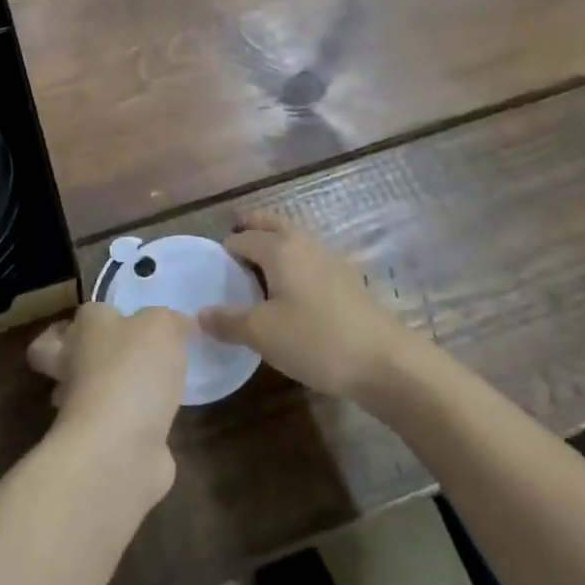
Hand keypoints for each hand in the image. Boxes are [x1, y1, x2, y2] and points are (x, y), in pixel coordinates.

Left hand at [27, 303, 190, 496]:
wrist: (119, 448)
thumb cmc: (134, 371)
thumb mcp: (161, 327)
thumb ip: (169, 321)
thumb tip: (179, 325)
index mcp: (85, 329)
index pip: (83, 315)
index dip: (102, 314)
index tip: (131, 318)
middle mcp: (74, 366)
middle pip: (61, 353)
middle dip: (84, 352)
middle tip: (122, 351)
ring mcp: (82, 409)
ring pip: (87, 390)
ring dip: (110, 389)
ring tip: (148, 385)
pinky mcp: (99, 444)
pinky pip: (115, 424)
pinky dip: (133, 422)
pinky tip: (160, 417)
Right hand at [200, 211, 412, 399]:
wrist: (384, 360)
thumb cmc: (316, 340)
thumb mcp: (263, 334)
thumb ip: (228, 321)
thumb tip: (199, 314)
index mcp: (280, 248)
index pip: (243, 238)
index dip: (224, 249)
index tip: (211, 265)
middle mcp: (304, 243)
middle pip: (271, 223)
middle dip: (250, 226)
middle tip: (232, 239)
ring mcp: (330, 259)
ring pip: (294, 237)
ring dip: (273, 240)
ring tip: (257, 262)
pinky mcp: (346, 279)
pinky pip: (309, 256)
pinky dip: (293, 259)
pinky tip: (291, 286)